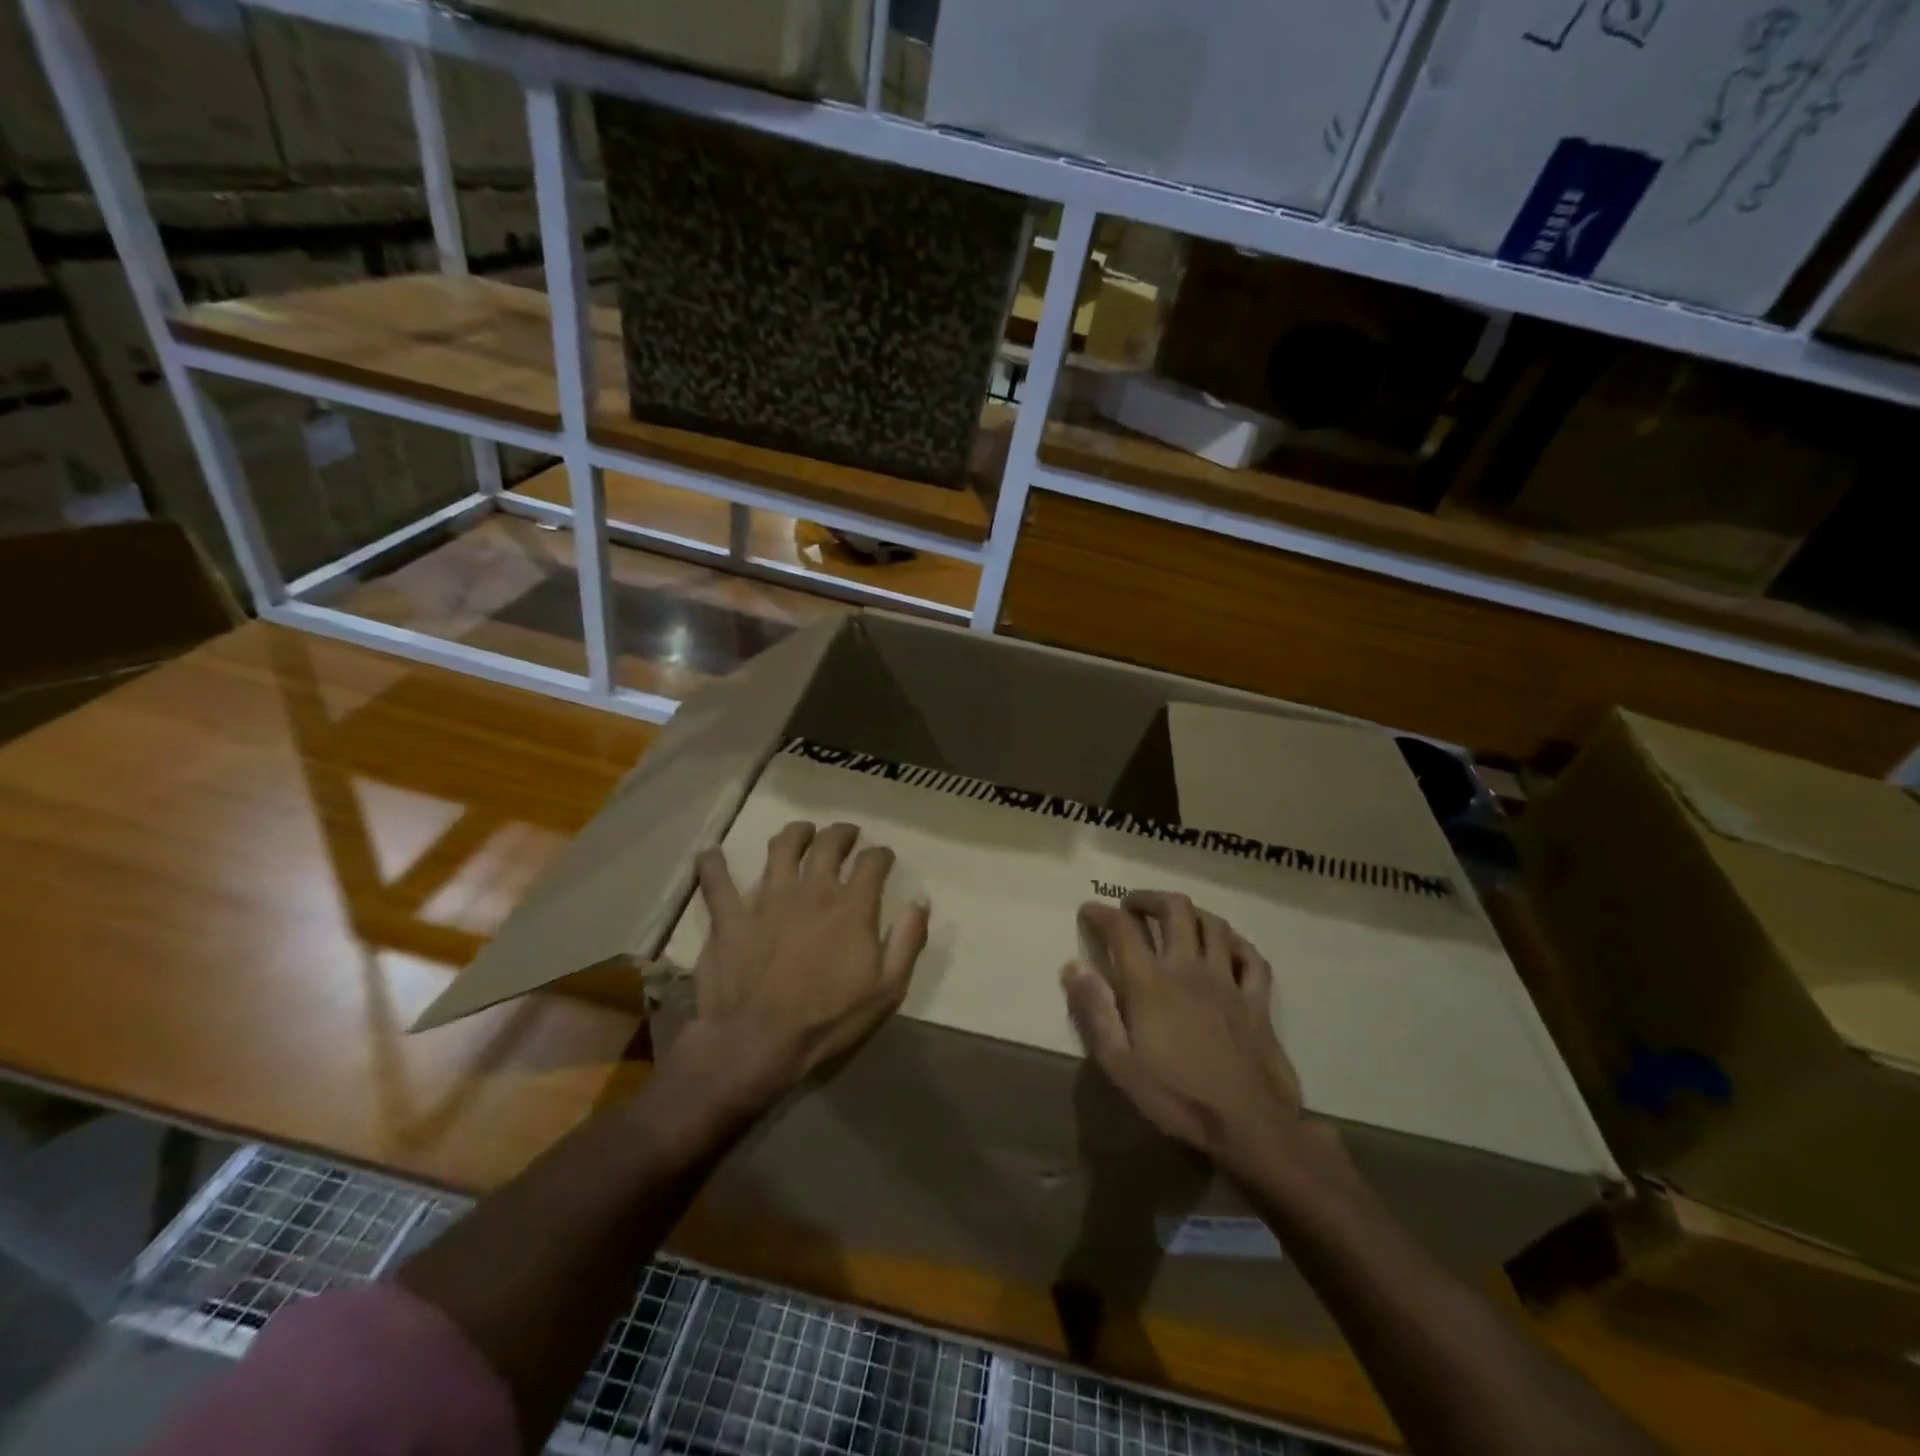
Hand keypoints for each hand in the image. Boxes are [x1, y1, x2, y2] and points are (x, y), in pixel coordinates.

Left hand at [683, 821, 929, 1097]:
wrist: (758, 1041)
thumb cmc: (828, 1019)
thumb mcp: (887, 988)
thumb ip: (908, 940)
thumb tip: (921, 900)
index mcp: (851, 906)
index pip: (872, 863)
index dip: (881, 854)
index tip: (883, 857)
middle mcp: (812, 890)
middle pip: (828, 844)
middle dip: (841, 833)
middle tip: (846, 834)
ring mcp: (767, 898)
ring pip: (781, 848)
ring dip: (794, 834)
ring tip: (801, 831)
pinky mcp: (731, 916)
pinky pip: (716, 880)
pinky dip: (712, 864)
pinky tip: (710, 854)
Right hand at [1064, 891, 1304, 1176]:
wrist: (1249, 1125)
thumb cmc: (1177, 1097)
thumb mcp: (1120, 1063)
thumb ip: (1095, 1010)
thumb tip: (1072, 966)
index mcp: (1151, 983)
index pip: (1122, 929)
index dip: (1101, 912)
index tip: (1089, 910)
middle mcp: (1189, 968)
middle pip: (1174, 909)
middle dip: (1148, 898)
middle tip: (1132, 907)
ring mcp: (1228, 980)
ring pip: (1213, 923)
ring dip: (1191, 913)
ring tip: (1176, 920)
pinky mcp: (1257, 999)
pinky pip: (1251, 956)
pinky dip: (1236, 943)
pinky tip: (1226, 948)